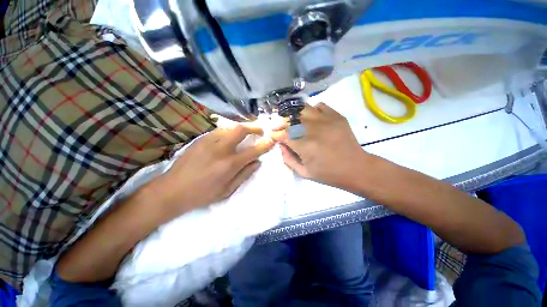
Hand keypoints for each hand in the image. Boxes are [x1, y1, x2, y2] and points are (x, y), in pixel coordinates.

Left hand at [152, 125, 274, 215]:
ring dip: (241, 128)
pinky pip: (219, 131)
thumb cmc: (202, 194)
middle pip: (240, 130)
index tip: (272, 139)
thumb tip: (257, 162)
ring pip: (229, 127)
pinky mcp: (200, 140)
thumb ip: (245, 174)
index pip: (253, 151)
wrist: (172, 190)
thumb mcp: (227, 190)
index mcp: (229, 165)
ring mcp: (208, 142)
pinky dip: (229, 131)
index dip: (265, 144)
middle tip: (260, 130)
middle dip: (253, 127)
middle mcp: (220, 149)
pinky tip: (230, 137)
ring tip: (247, 133)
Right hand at [271, 103, 365, 188]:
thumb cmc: (328, 173)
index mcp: (304, 145)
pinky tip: (311, 118)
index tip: (273, 135)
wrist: (355, 167)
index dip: (275, 134)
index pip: (283, 135)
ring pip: (302, 109)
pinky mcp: (336, 116)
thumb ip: (288, 159)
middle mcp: (312, 129)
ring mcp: (325, 120)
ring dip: (294, 114)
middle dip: (280, 123)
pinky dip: (312, 110)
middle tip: (279, 126)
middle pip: (290, 119)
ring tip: (292, 119)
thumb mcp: (304, 173)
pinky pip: (319, 106)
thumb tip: (281, 145)